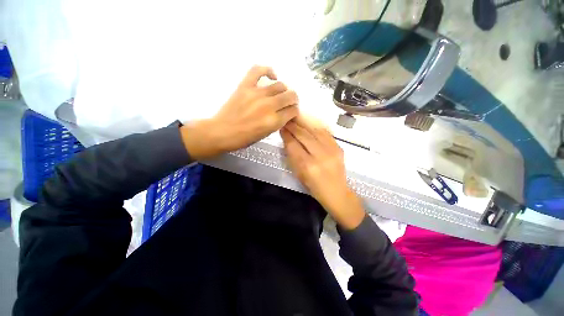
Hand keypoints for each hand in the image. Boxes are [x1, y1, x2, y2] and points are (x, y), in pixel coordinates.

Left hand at [180, 65, 298, 159]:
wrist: (222, 132)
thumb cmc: (245, 138)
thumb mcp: (266, 134)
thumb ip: (278, 122)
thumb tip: (285, 112)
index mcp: (274, 121)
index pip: (293, 111)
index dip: (294, 111)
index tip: (291, 112)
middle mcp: (269, 106)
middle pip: (290, 96)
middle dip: (293, 100)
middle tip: (288, 103)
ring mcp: (257, 94)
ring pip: (280, 85)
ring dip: (284, 90)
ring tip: (279, 94)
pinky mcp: (245, 86)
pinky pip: (259, 70)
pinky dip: (268, 70)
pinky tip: (272, 76)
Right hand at [280, 116, 364, 228]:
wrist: (336, 192)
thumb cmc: (314, 187)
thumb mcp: (298, 174)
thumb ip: (292, 156)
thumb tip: (287, 139)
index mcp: (307, 166)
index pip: (293, 145)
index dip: (286, 135)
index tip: (281, 127)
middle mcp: (320, 156)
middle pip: (304, 136)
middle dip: (293, 126)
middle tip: (287, 120)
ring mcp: (331, 151)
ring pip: (315, 131)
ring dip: (304, 123)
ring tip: (296, 118)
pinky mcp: (339, 148)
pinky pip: (326, 133)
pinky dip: (316, 126)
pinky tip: (309, 122)